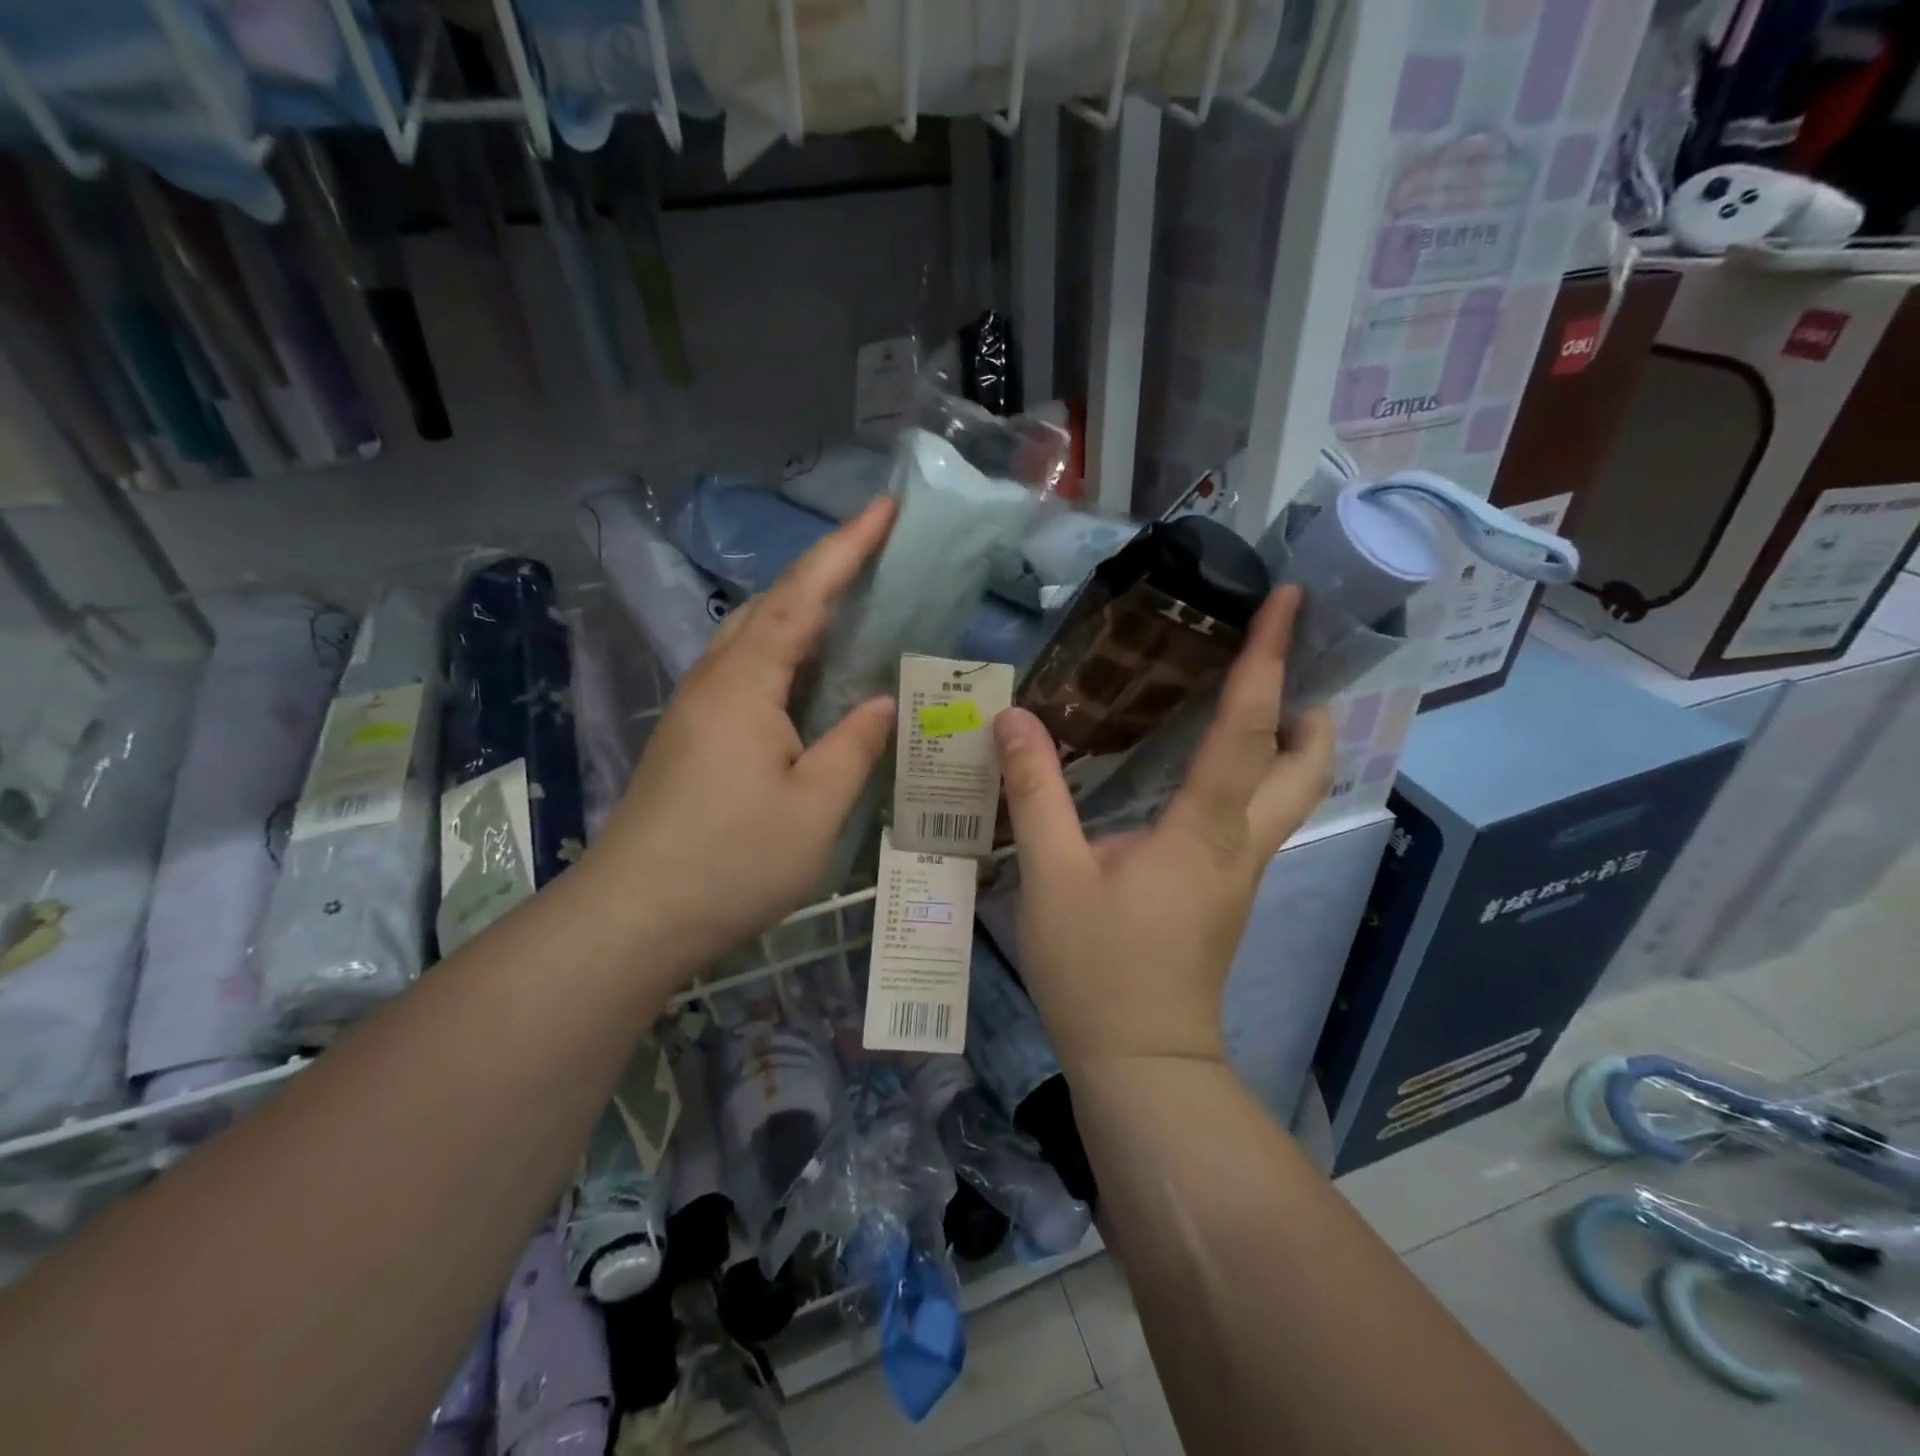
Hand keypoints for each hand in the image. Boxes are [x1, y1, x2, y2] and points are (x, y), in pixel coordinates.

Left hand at [584, 497, 899, 975]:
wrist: (634, 916)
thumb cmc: (732, 861)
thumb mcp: (816, 806)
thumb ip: (855, 745)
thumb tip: (885, 702)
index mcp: (746, 684)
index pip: (802, 596)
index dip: (845, 548)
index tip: (883, 508)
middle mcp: (714, 680)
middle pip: (768, 604)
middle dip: (822, 572)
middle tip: (874, 558)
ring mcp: (695, 708)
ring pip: (751, 636)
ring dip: (798, 610)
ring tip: (849, 608)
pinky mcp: (690, 736)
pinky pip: (743, 670)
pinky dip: (782, 653)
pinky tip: (806, 677)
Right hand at [993, 587, 1334, 1074]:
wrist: (1141, 1063)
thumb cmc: (1098, 970)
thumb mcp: (1051, 877)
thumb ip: (1035, 792)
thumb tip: (1014, 718)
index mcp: (1206, 831)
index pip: (1249, 729)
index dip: (1267, 660)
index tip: (1287, 603)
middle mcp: (1242, 844)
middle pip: (1308, 765)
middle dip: (1308, 705)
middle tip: (1274, 663)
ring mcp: (1243, 872)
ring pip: (1292, 794)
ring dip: (1287, 741)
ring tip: (1246, 701)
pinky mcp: (1227, 893)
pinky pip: (1258, 818)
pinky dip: (1254, 776)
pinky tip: (1204, 771)